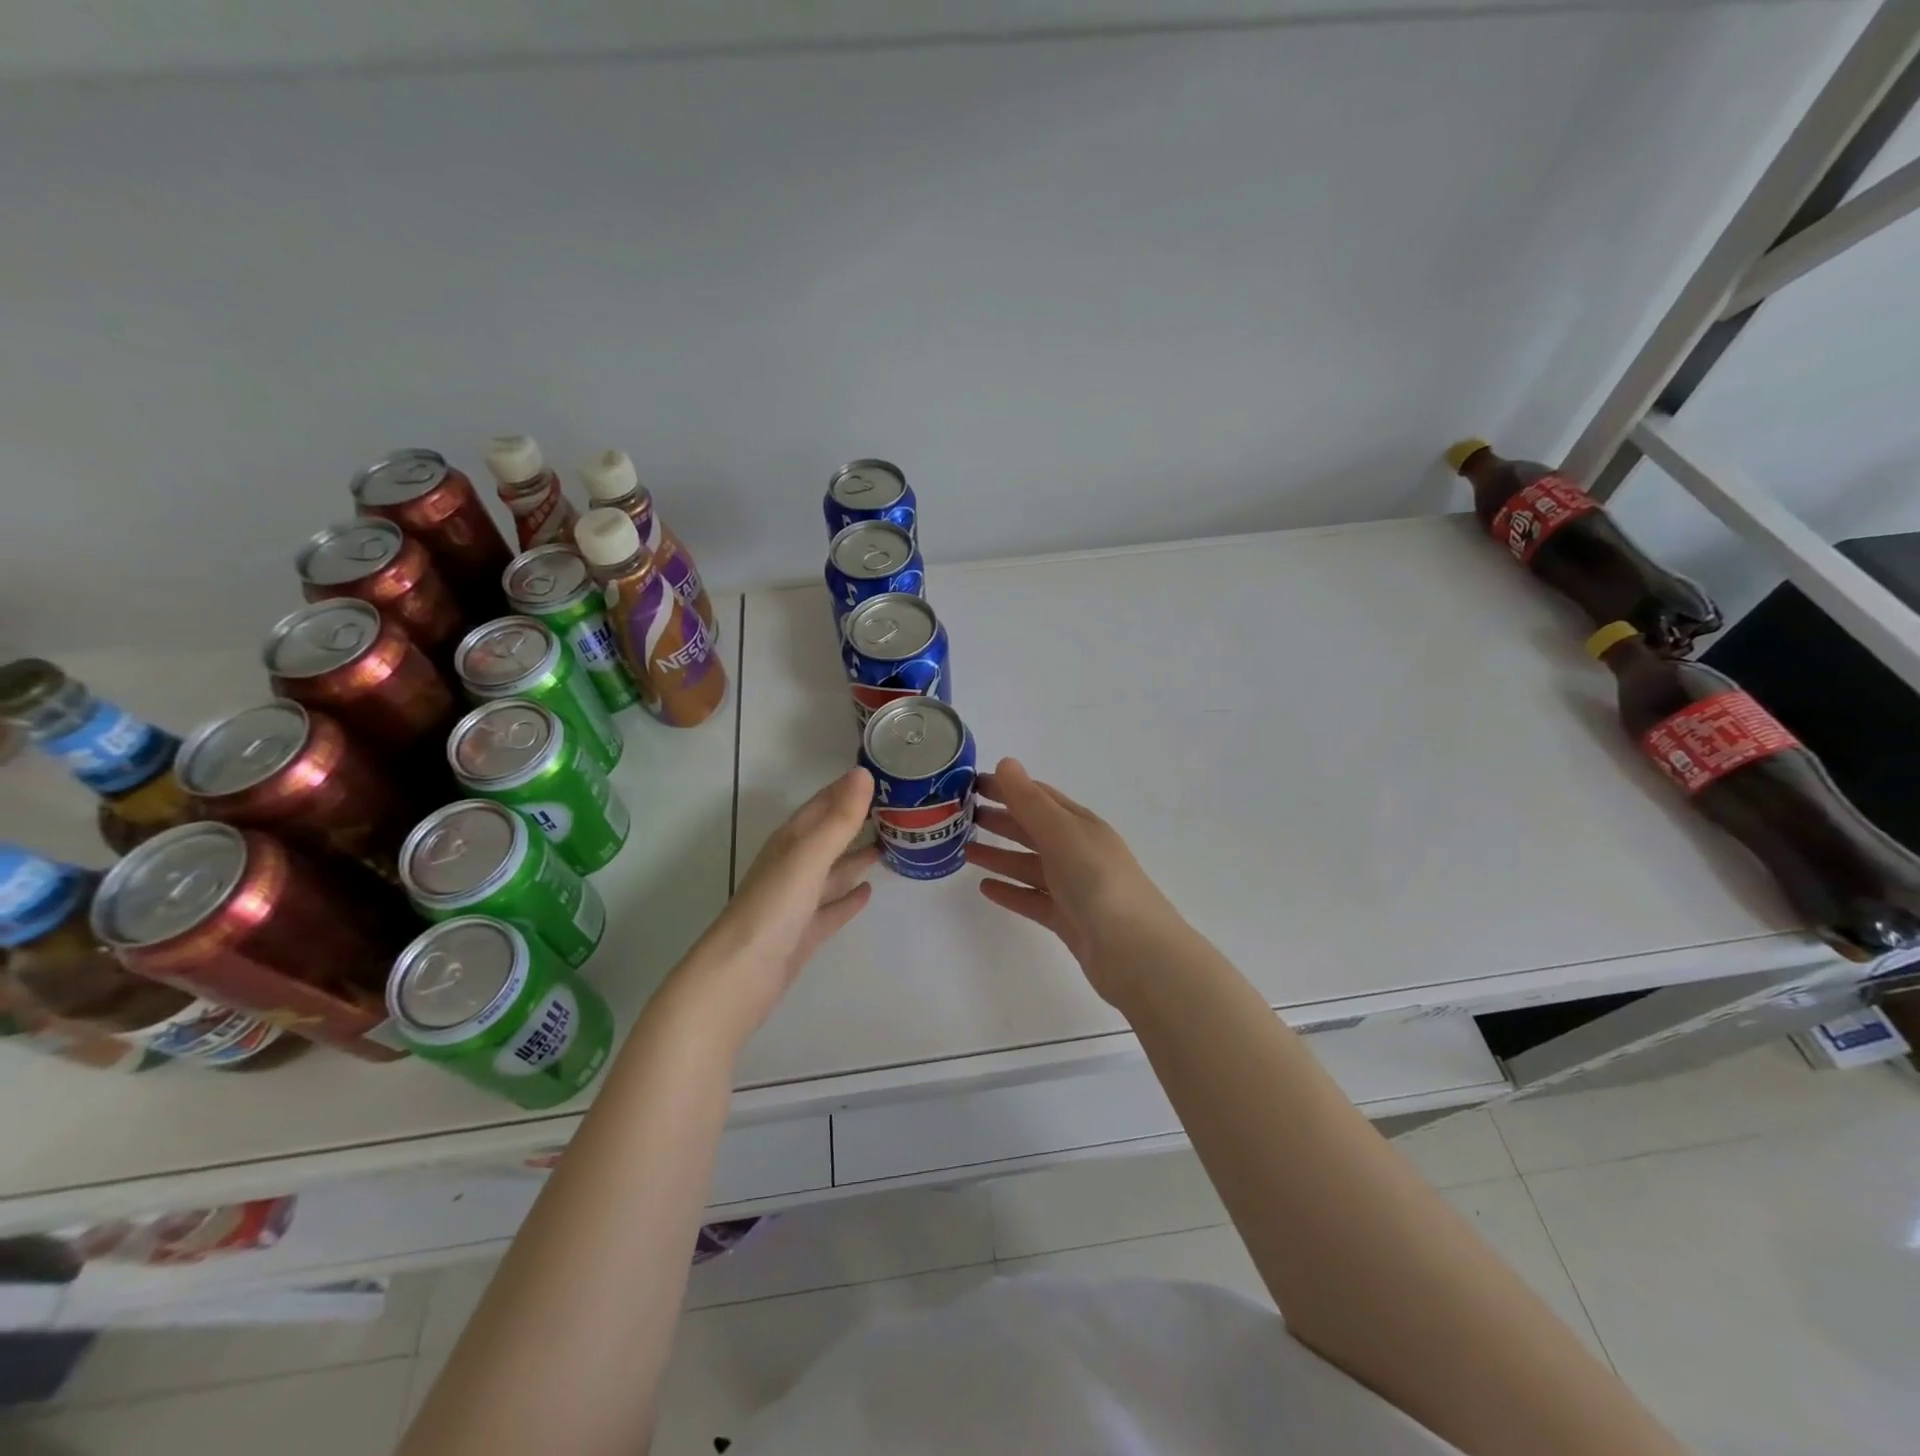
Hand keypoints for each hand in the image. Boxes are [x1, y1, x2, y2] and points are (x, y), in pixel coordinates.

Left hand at [678, 768, 878, 1045]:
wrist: (739, 976)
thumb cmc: (773, 907)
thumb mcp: (809, 857)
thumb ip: (839, 819)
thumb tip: (863, 773)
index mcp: (791, 842)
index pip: (823, 804)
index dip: (848, 789)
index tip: (882, 776)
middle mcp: (793, 865)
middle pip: (828, 836)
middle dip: (856, 821)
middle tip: (897, 809)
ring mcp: (797, 900)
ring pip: (832, 870)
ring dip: (855, 857)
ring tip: (889, 845)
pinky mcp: (804, 931)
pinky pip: (832, 907)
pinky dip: (849, 897)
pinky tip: (869, 891)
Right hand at [965, 758, 1179, 1004]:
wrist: (1135, 952)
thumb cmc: (1098, 882)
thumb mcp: (1062, 834)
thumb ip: (1030, 802)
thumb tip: (1005, 762)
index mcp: (1080, 825)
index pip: (1038, 797)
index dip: (1007, 787)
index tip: (969, 784)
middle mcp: (1077, 852)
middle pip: (1032, 830)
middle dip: (1000, 819)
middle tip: (959, 816)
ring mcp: (1073, 888)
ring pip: (1029, 865)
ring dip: (999, 855)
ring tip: (965, 850)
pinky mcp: (1067, 920)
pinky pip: (1032, 899)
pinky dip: (1010, 891)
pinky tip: (984, 888)